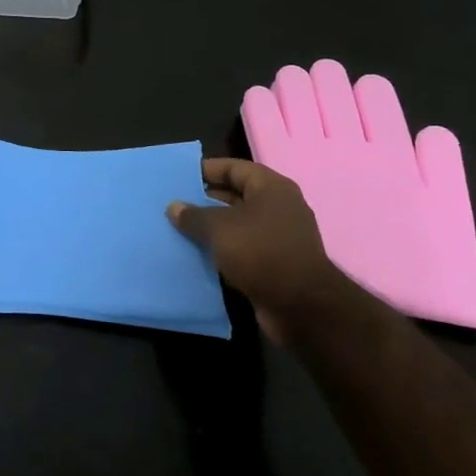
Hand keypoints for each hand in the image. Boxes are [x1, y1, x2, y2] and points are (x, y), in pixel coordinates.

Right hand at [168, 157, 340, 342]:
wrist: (302, 307)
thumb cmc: (261, 252)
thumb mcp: (219, 228)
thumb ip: (193, 215)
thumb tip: (174, 207)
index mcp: (271, 188)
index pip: (233, 167)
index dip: (206, 170)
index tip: (179, 178)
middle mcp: (279, 207)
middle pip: (236, 195)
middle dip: (206, 201)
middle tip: (175, 205)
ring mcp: (280, 237)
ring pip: (239, 224)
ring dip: (213, 228)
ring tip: (181, 229)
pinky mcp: (278, 264)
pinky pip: (245, 248)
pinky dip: (225, 250)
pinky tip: (200, 255)